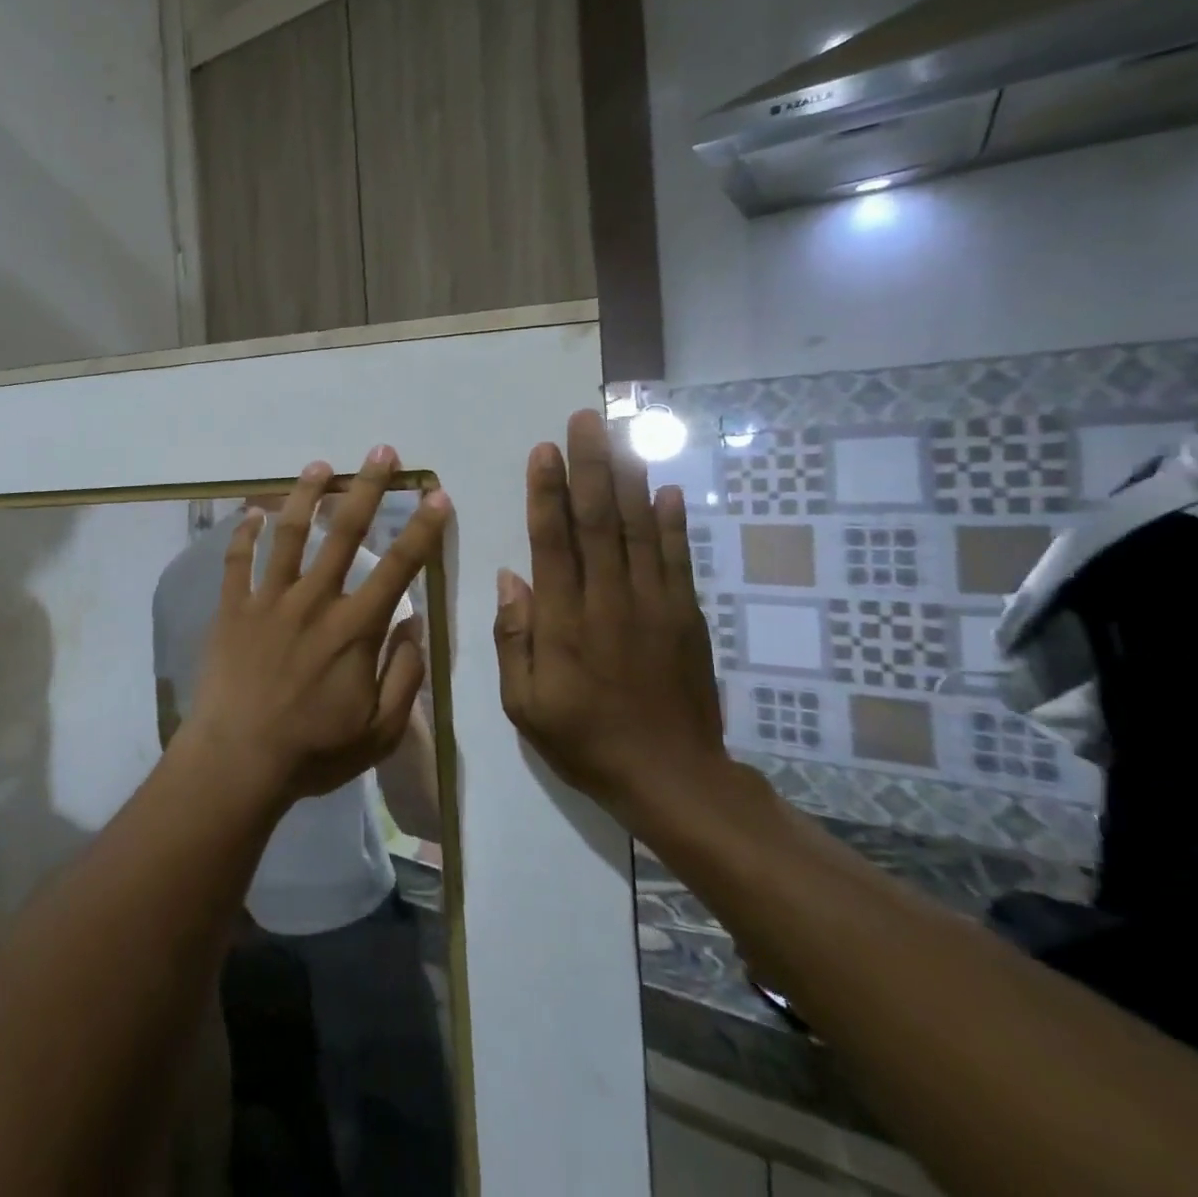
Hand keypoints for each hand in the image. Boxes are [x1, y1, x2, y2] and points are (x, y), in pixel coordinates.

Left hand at [189, 446, 448, 805]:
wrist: (238, 760)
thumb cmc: (313, 751)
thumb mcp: (379, 731)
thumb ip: (404, 676)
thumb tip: (414, 625)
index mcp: (354, 628)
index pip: (399, 568)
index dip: (422, 530)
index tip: (436, 495)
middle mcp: (314, 601)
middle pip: (344, 533)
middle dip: (366, 488)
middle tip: (381, 452)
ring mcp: (268, 600)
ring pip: (289, 534)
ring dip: (305, 495)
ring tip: (319, 465)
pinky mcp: (232, 609)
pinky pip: (236, 561)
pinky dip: (243, 533)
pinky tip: (251, 512)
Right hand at [494, 410, 729, 820]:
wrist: (672, 777)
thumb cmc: (584, 739)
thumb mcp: (524, 703)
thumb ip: (514, 639)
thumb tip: (512, 578)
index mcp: (565, 621)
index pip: (553, 542)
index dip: (547, 492)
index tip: (545, 450)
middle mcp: (610, 600)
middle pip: (598, 520)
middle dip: (590, 465)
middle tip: (585, 419)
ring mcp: (654, 604)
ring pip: (640, 528)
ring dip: (628, 478)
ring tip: (620, 435)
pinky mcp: (685, 615)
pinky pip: (677, 558)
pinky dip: (672, 521)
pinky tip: (665, 488)